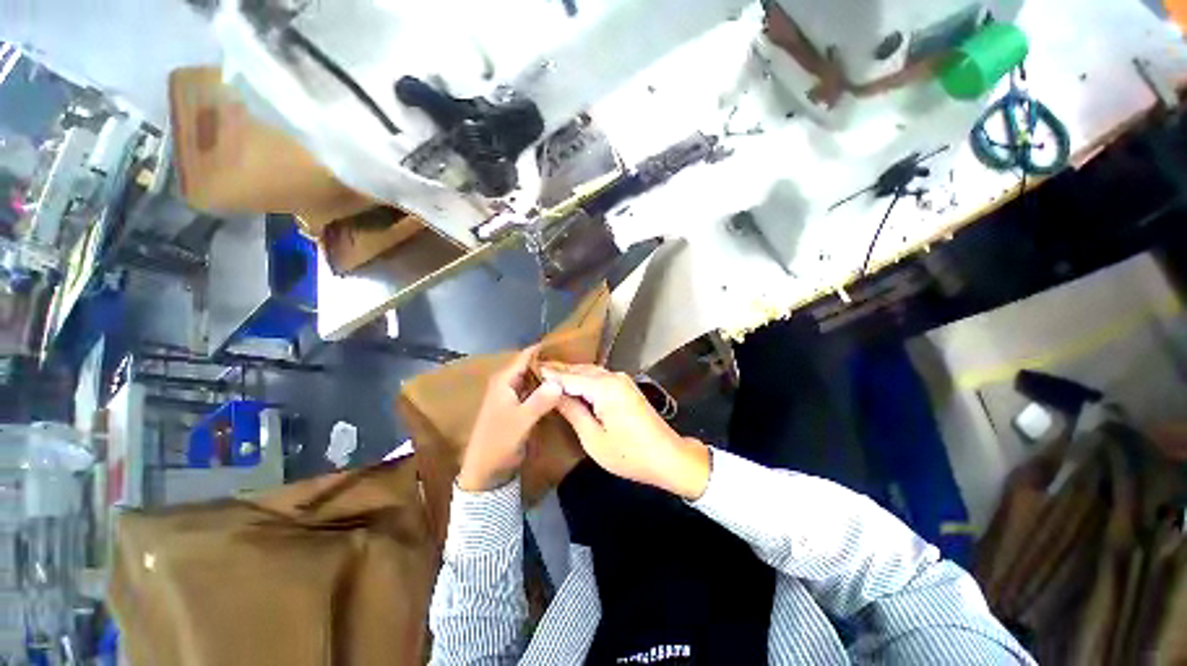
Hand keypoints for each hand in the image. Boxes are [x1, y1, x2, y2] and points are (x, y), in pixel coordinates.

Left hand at [458, 347, 562, 491]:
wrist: (486, 470)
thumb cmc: (499, 442)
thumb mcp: (521, 421)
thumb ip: (540, 400)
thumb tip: (560, 381)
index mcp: (504, 380)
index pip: (526, 356)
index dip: (544, 349)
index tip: (566, 345)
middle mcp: (508, 383)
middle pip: (531, 365)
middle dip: (550, 362)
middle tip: (575, 360)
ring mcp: (513, 395)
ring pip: (534, 378)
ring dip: (549, 375)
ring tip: (572, 371)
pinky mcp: (519, 407)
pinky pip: (535, 391)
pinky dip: (547, 388)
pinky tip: (562, 389)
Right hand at [540, 363, 710, 499]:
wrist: (668, 457)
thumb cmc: (629, 454)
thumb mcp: (594, 438)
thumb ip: (573, 412)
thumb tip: (554, 394)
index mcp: (604, 387)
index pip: (569, 377)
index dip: (550, 374)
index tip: (530, 369)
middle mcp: (613, 377)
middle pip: (580, 370)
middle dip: (559, 370)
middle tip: (535, 370)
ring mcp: (622, 381)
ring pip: (590, 372)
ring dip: (571, 373)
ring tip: (549, 375)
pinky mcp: (626, 387)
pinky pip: (600, 378)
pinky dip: (584, 379)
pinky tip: (573, 383)